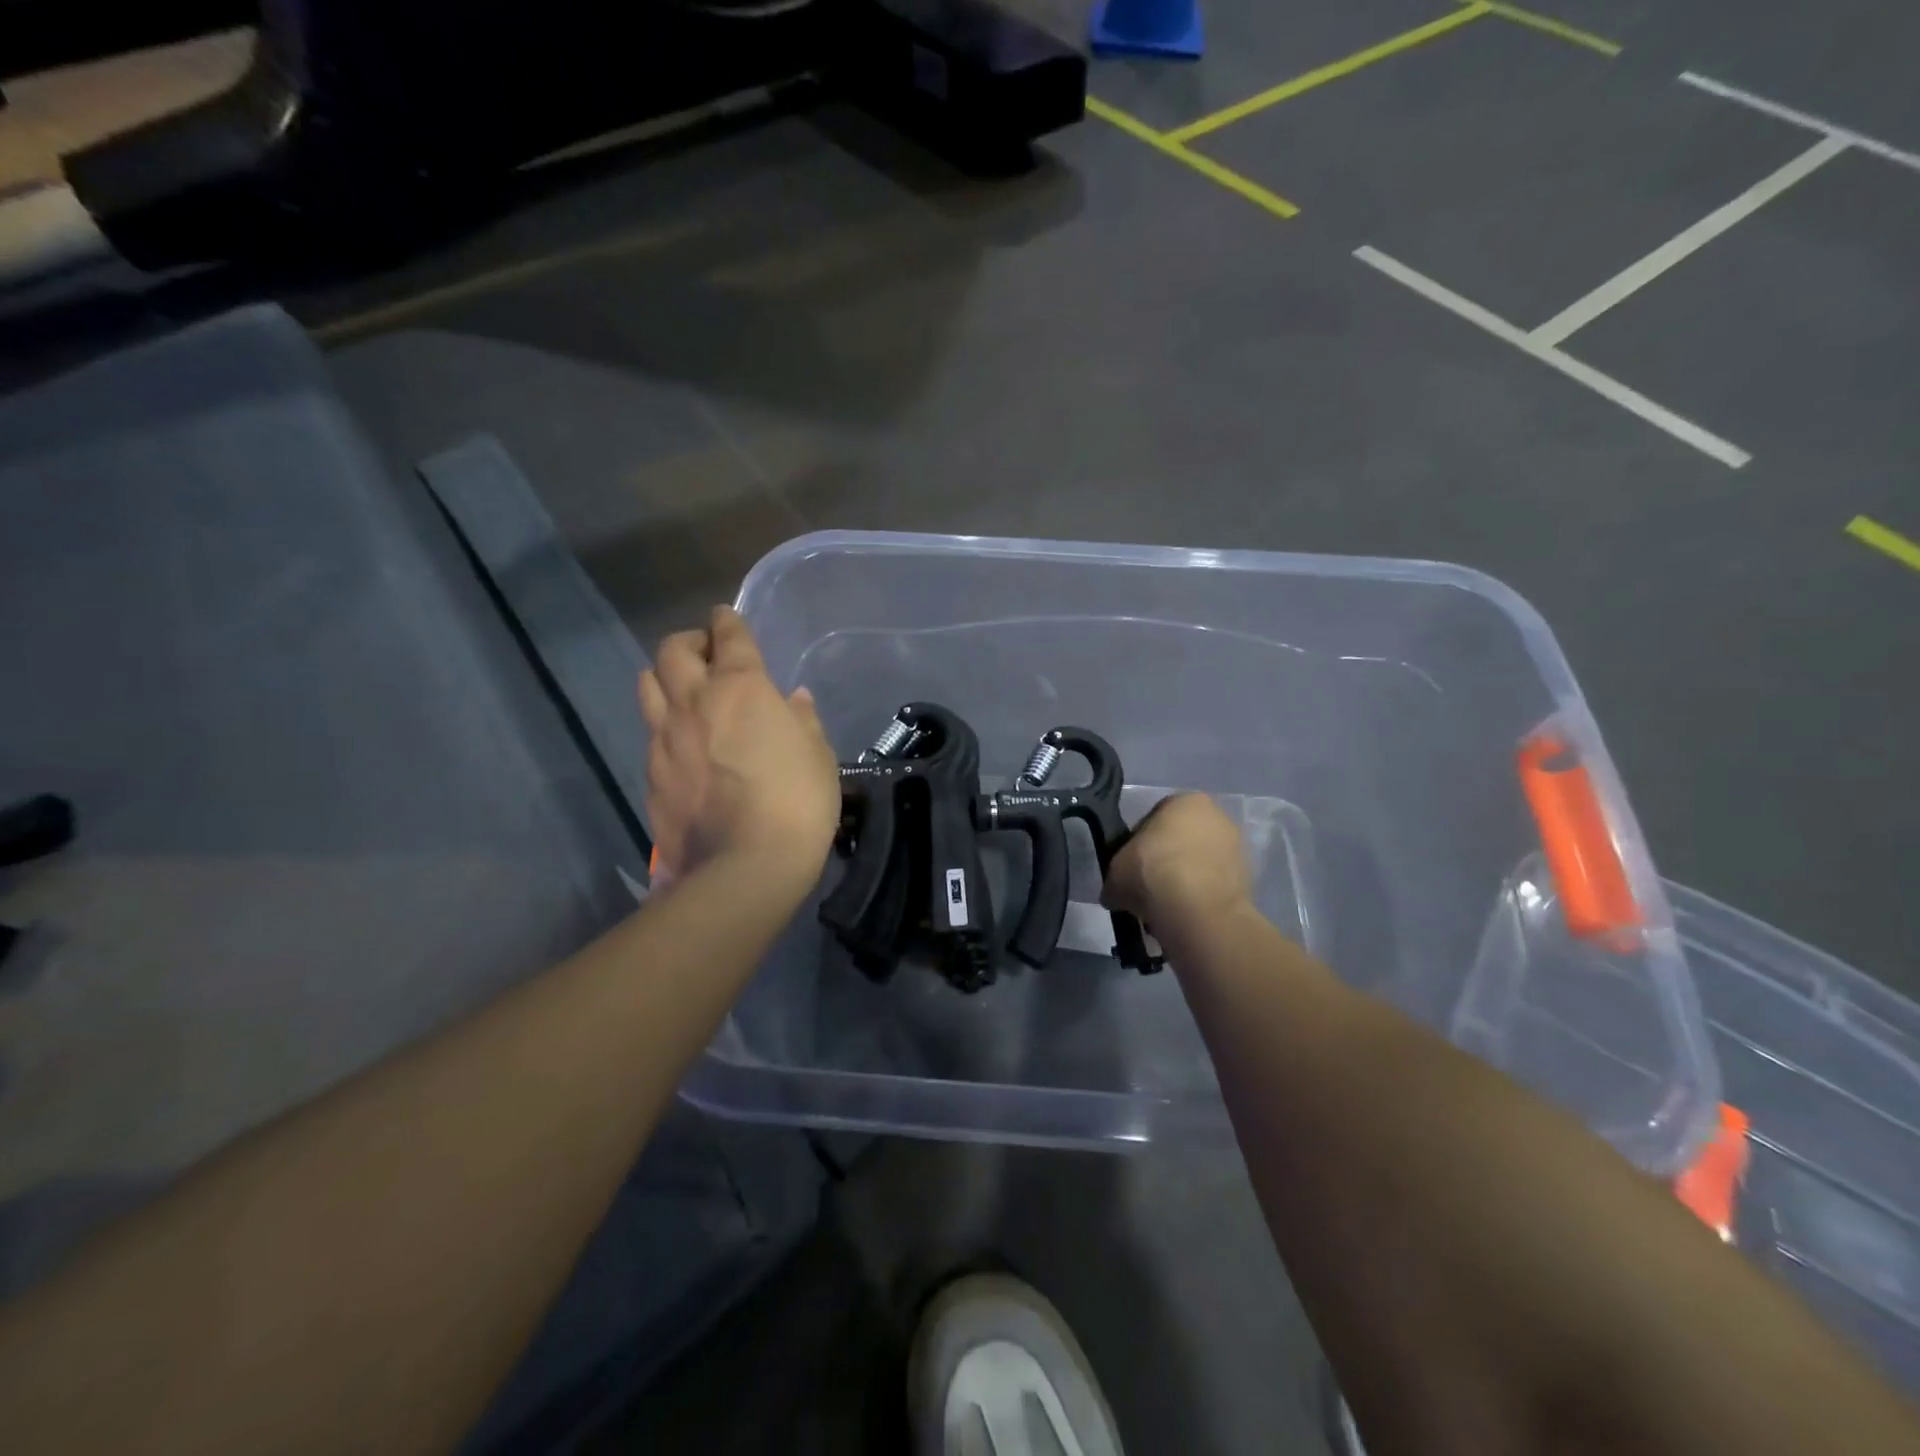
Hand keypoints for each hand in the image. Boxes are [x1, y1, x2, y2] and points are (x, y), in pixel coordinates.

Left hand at [640, 606, 839, 890]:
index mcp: (742, 688)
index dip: (727, 620)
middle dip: (689, 642)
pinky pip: (651, 734)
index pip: (729, 636)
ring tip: (683, 691)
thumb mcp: (818, 755)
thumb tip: (792, 700)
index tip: (726, 616)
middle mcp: (695, 702)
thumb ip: (803, 720)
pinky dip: (665, 727)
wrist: (746, 866)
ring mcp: (664, 738)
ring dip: (665, 677)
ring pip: (648, 686)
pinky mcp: (650, 774)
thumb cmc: (797, 802)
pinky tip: (683, 746)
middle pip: (673, 651)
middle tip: (706, 654)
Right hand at [1102, 794, 1252, 942]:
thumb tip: (1115, 892)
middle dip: (1164, 863)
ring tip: (1164, 908)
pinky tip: (1184, 915)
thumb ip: (1117, 874)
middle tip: (1146, 888)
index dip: (1137, 846)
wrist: (1197, 910)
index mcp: (1185, 800)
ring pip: (1198, 865)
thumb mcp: (1115, 871)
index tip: (1130, 869)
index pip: (1153, 819)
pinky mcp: (1248, 879)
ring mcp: (1237, 847)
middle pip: (1180, 840)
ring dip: (1183, 882)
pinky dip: (1200, 898)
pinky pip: (1213, 886)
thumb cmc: (1153, 873)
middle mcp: (1217, 815)